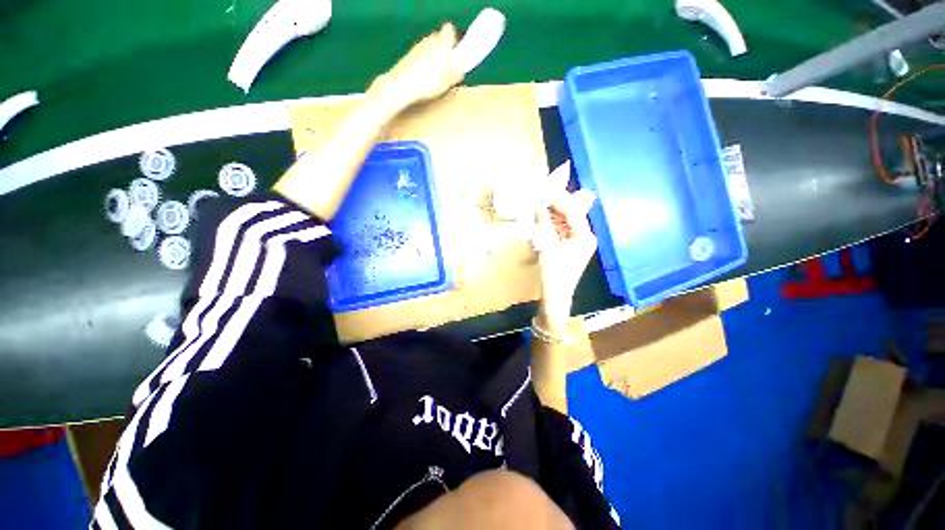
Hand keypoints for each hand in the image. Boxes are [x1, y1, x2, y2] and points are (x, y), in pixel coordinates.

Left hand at [368, 24, 464, 111]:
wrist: (401, 86)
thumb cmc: (428, 82)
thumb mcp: (449, 81)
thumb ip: (457, 72)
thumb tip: (461, 69)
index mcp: (441, 42)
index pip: (450, 29)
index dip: (455, 39)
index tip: (458, 52)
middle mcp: (429, 39)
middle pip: (439, 38)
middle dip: (445, 50)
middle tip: (449, 67)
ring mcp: (417, 47)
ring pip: (430, 47)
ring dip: (434, 57)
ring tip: (437, 76)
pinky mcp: (408, 56)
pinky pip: (421, 56)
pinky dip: (425, 64)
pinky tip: (425, 78)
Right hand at [535, 188, 597, 332]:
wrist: (556, 296)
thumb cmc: (554, 272)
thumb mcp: (548, 245)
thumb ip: (544, 223)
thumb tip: (537, 205)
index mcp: (584, 235)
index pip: (573, 210)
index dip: (558, 200)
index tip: (544, 190)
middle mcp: (586, 237)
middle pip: (572, 215)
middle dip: (556, 206)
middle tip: (540, 196)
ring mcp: (579, 243)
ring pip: (567, 223)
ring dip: (553, 215)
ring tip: (539, 205)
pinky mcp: (572, 249)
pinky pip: (563, 232)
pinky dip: (553, 225)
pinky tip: (543, 220)